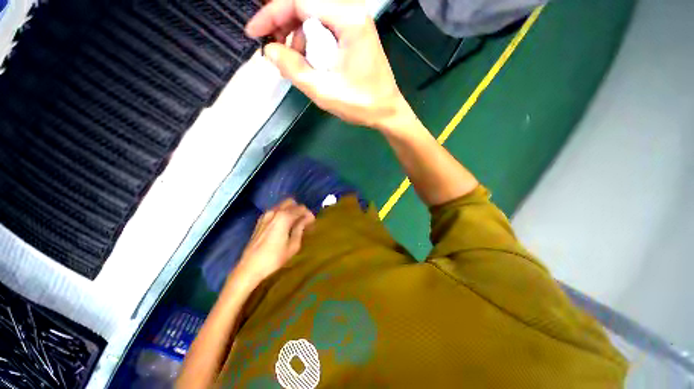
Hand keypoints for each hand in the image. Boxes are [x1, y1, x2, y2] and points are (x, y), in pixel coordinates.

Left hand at [235, 199, 314, 283]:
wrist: (249, 268)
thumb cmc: (275, 258)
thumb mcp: (293, 245)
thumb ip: (300, 229)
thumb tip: (307, 219)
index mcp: (284, 217)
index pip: (301, 208)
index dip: (308, 214)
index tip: (312, 223)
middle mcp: (274, 212)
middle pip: (291, 203)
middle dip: (299, 210)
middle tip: (304, 221)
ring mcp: (265, 215)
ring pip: (282, 206)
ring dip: (290, 211)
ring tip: (295, 224)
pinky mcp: (260, 221)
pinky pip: (275, 212)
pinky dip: (282, 214)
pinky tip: (284, 226)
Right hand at [245, 0, 415, 130]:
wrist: (387, 111)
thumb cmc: (361, 104)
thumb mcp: (325, 91)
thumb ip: (294, 70)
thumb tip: (269, 51)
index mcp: (348, 20)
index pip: (300, 2)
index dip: (272, 15)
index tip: (255, 33)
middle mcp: (353, 13)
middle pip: (307, 6)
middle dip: (284, 24)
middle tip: (274, 49)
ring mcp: (355, 23)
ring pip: (314, 16)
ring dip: (297, 35)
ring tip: (292, 61)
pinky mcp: (355, 35)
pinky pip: (325, 28)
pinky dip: (311, 41)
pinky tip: (308, 60)